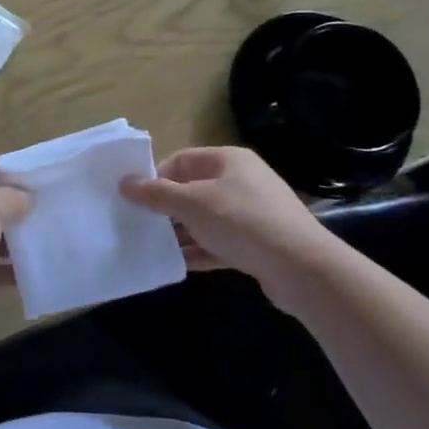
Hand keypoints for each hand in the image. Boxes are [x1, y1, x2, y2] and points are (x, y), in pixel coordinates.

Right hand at [120, 147, 327, 300]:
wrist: (303, 269)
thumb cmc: (243, 222)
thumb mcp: (192, 204)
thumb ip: (156, 194)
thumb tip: (124, 183)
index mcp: (228, 160)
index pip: (181, 160)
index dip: (156, 177)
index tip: (135, 199)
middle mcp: (242, 181)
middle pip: (193, 189)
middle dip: (167, 207)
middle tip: (140, 223)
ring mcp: (253, 213)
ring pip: (206, 219)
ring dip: (181, 232)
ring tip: (153, 245)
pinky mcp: (258, 244)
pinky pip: (220, 243)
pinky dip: (200, 250)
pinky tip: (178, 263)